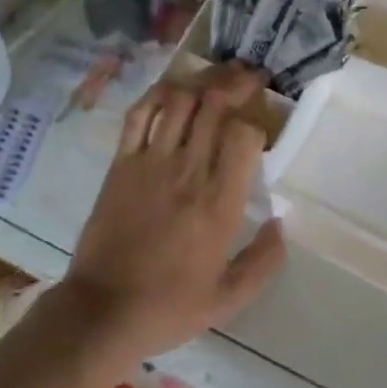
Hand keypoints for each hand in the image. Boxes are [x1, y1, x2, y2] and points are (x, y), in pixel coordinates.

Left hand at [58, 63, 286, 365]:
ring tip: (215, 79)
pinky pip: (140, 113)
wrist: (103, 311)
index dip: (257, 122)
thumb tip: (282, 223)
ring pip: (180, 100)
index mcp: (219, 203)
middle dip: (236, 83)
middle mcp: (189, 171)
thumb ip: (263, 261)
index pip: (245, 135)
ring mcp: (151, 161)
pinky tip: (172, 90)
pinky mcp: (122, 162)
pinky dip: (158, 94)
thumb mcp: (228, 299)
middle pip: (215, 105)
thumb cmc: (169, 307)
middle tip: (248, 77)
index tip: (259, 128)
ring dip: (201, 82)